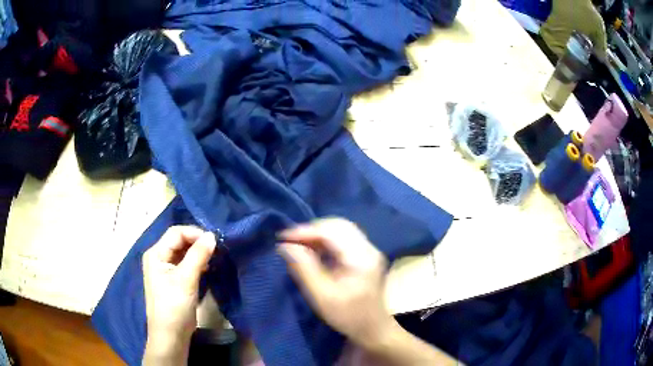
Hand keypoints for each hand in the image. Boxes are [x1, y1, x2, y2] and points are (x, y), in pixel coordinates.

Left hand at [142, 226, 216, 364]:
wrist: (170, 335)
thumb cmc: (174, 306)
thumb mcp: (186, 279)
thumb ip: (198, 255)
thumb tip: (212, 235)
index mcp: (156, 253)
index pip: (176, 233)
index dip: (195, 233)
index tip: (215, 241)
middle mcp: (158, 257)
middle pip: (179, 241)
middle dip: (197, 243)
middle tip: (217, 249)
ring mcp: (165, 269)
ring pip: (183, 253)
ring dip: (198, 253)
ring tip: (214, 258)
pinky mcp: (173, 280)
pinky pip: (185, 264)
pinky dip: (197, 263)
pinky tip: (208, 268)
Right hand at [277, 218, 393, 348]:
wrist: (373, 328)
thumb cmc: (348, 316)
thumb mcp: (322, 296)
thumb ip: (304, 269)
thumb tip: (285, 246)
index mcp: (361, 258)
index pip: (332, 231)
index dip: (305, 231)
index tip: (282, 238)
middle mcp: (368, 248)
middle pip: (338, 225)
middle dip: (311, 230)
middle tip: (290, 241)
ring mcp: (369, 250)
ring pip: (341, 229)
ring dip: (318, 234)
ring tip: (298, 244)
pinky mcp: (366, 255)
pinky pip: (344, 238)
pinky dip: (326, 240)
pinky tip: (313, 250)